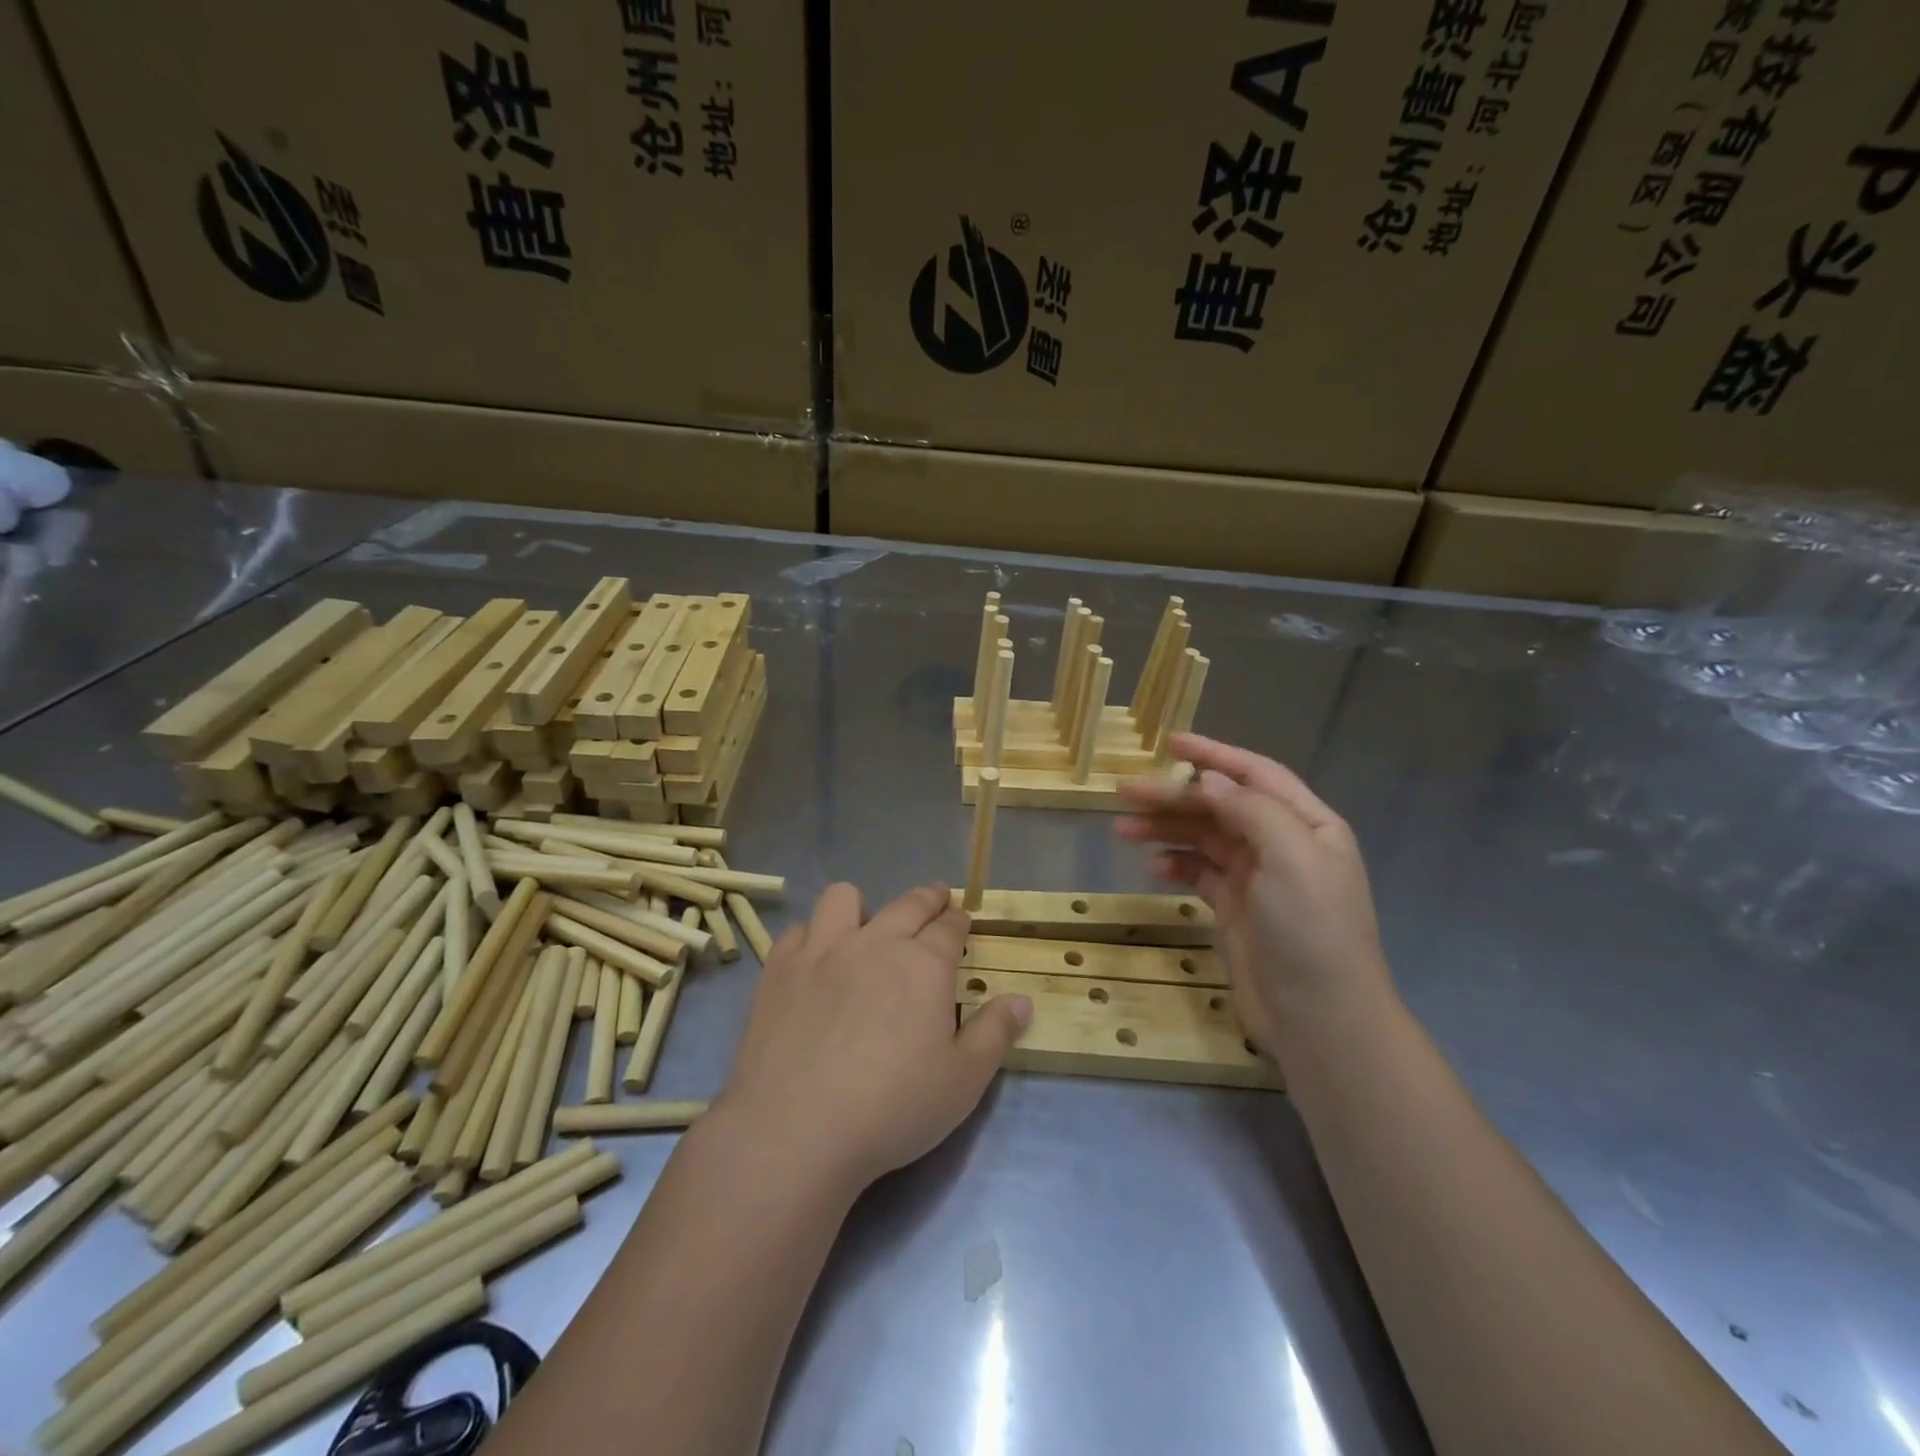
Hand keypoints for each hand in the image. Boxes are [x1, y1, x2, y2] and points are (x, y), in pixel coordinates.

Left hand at [714, 883, 1031, 1192]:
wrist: (796, 1129)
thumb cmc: (891, 1108)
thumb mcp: (963, 1081)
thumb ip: (995, 1034)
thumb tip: (1023, 1000)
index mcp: (923, 965)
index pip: (949, 927)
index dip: (959, 920)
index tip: (962, 917)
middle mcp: (875, 943)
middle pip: (907, 905)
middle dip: (927, 898)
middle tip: (935, 899)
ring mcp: (822, 951)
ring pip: (844, 898)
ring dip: (862, 907)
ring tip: (865, 928)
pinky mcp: (780, 970)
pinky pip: (798, 931)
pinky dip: (812, 937)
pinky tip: (815, 961)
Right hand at [1117, 734, 1392, 1051]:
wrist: (1320, 1019)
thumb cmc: (1310, 929)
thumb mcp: (1291, 857)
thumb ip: (1250, 810)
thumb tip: (1208, 779)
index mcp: (1306, 824)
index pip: (1254, 775)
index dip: (1212, 755)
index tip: (1169, 743)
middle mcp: (1282, 844)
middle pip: (1220, 805)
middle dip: (1174, 795)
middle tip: (1124, 791)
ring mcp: (1257, 878)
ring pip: (1203, 838)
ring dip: (1165, 828)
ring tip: (1122, 828)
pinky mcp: (1235, 908)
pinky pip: (1198, 872)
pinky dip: (1174, 864)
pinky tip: (1152, 868)